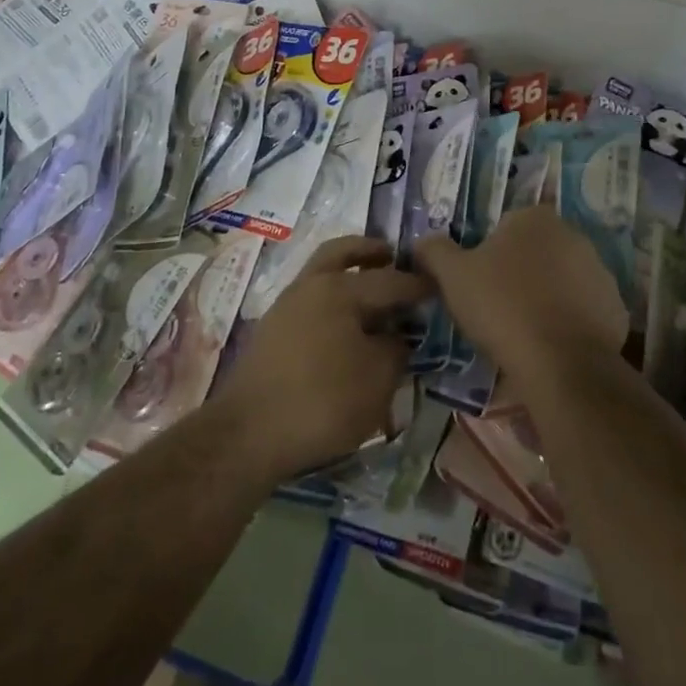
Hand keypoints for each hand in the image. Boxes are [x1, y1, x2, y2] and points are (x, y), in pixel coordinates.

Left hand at [212, 237, 428, 481]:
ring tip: (370, 294)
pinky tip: (345, 326)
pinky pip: (310, 300)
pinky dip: (331, 301)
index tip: (438, 285)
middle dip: (369, 251)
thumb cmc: (321, 401)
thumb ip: (394, 351)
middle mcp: (310, 285)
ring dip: (347, 273)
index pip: (388, 280)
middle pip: (341, 252)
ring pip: (321, 273)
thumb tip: (396, 337)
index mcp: (339, 288)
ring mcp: (286, 306)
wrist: (247, 434)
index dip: (416, 285)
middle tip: (392, 255)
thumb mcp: (377, 381)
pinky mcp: (272, 331)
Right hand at [416, 206, 625, 387]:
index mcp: (534, 218)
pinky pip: (585, 309)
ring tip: (525, 330)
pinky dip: (570, 322)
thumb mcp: (453, 276)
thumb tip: (422, 241)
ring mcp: (599, 271)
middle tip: (498, 305)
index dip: (490, 252)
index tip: (479, 281)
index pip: (507, 225)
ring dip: (547, 295)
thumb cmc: (502, 306)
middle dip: (520, 271)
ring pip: (563, 279)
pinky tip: (552, 345)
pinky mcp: (616, 307)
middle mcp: (572, 234)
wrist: (560, 363)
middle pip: (537, 250)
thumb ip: (434, 251)